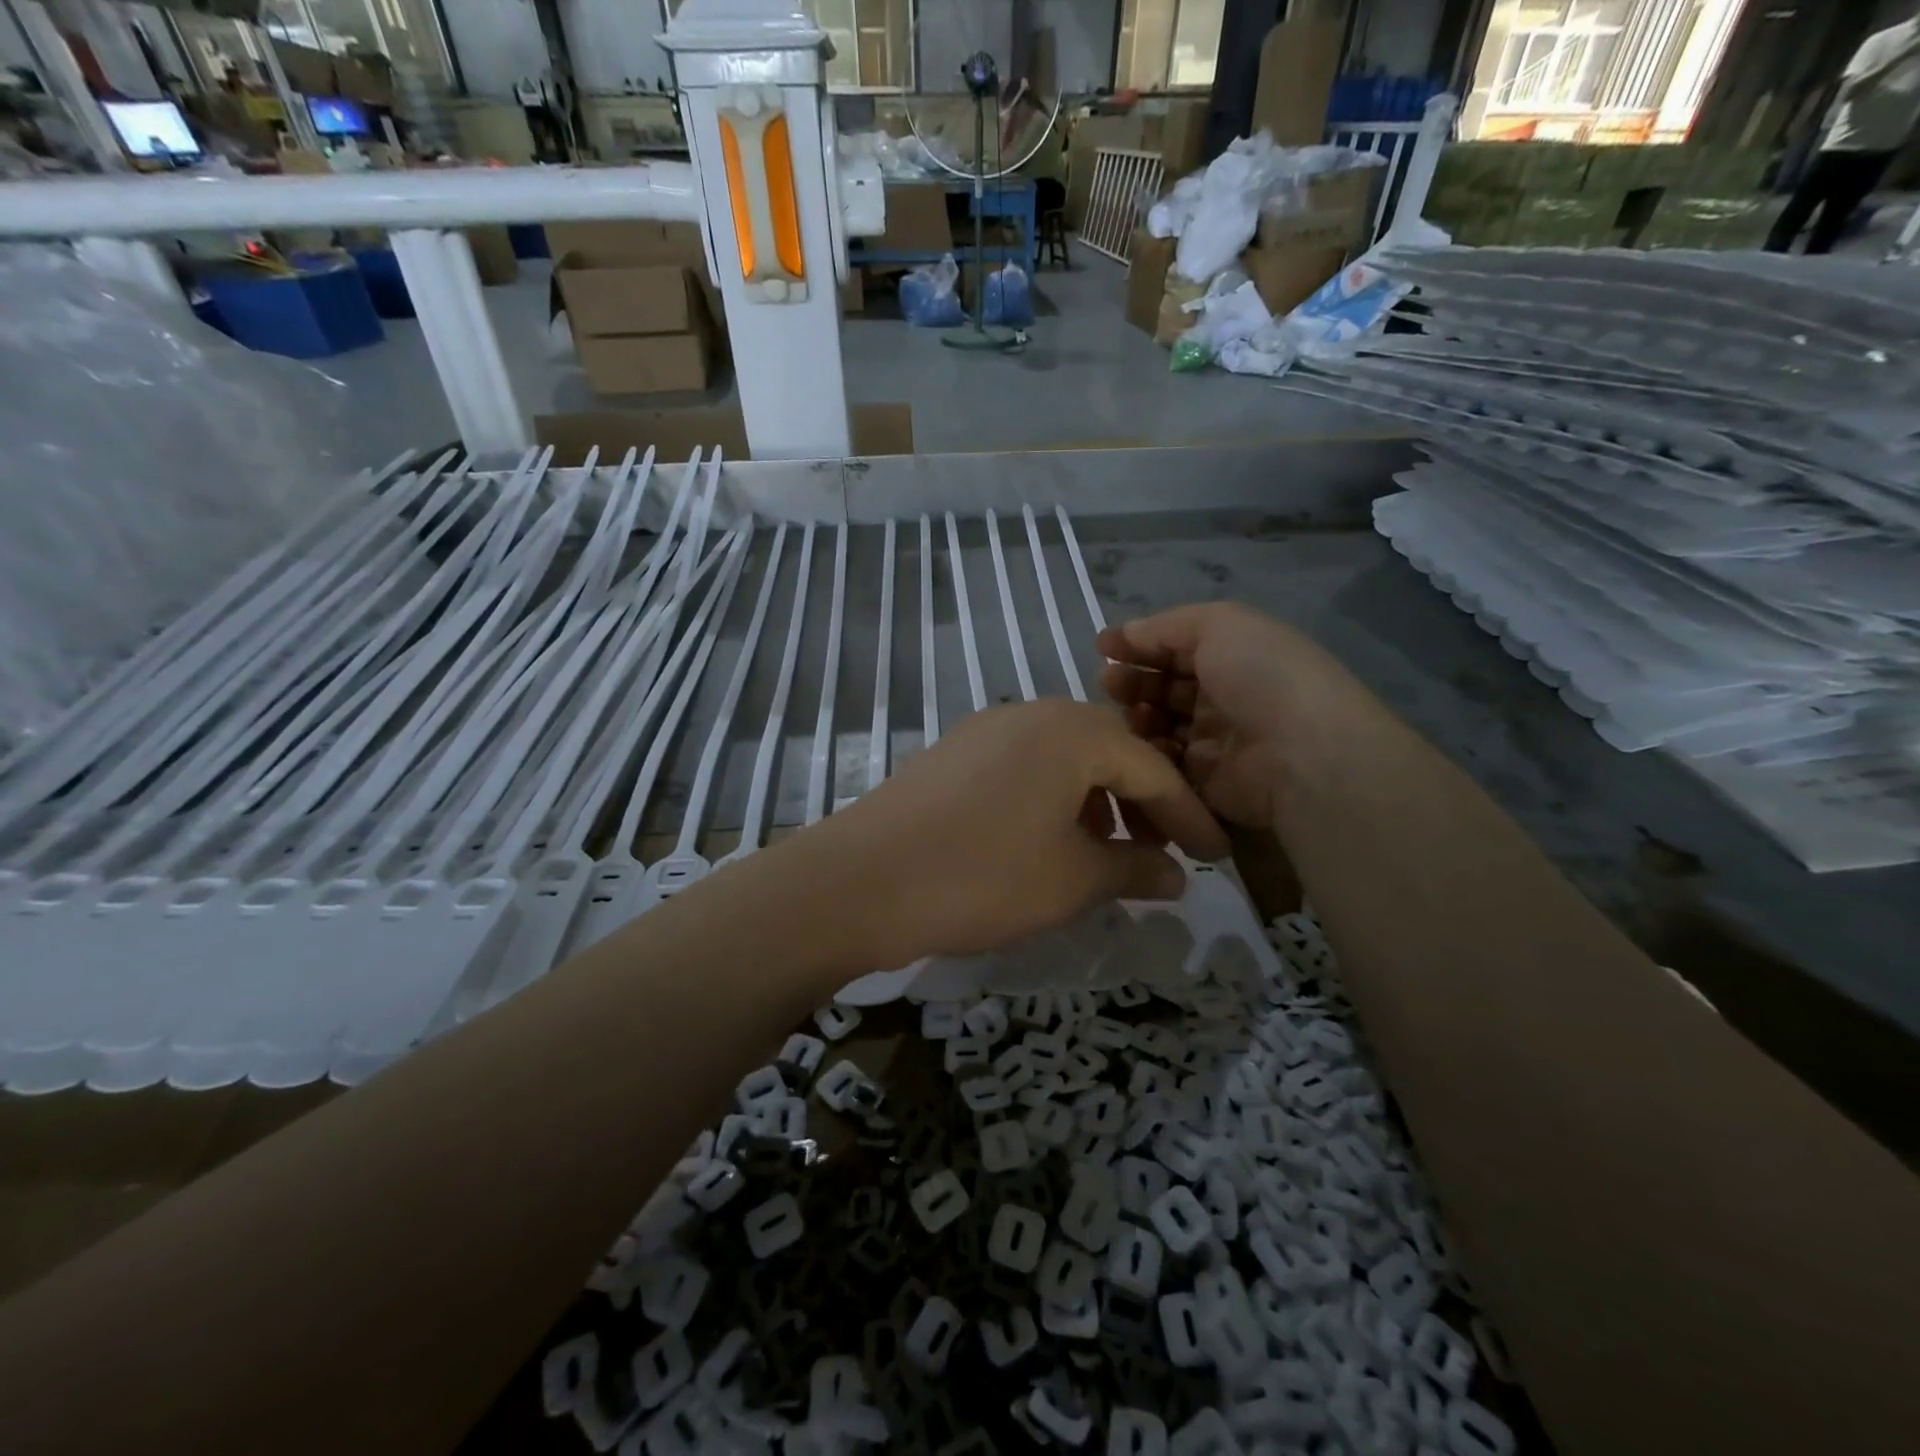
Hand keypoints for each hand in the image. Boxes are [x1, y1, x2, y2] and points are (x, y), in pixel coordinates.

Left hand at [790, 699, 1228, 966]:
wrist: (861, 880)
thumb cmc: (983, 875)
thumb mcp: (1073, 880)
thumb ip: (1133, 870)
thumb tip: (1177, 876)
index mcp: (1071, 731)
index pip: (1151, 767)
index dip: (1188, 816)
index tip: (1215, 858)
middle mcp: (1029, 714)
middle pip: (1106, 753)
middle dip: (1140, 804)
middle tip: (1158, 853)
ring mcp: (984, 730)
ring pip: (1061, 760)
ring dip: (1093, 803)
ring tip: (1104, 855)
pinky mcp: (951, 755)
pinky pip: (1021, 769)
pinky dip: (1050, 801)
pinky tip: (1045, 843)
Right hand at [1098, 602, 1377, 828]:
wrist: (1301, 755)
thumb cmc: (1263, 677)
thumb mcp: (1219, 624)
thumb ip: (1165, 626)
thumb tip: (1124, 635)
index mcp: (1234, 657)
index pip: (1176, 648)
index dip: (1141, 645)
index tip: (1103, 647)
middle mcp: (1224, 697)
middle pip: (1163, 687)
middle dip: (1132, 681)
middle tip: (1109, 682)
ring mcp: (1213, 741)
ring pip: (1157, 726)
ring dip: (1136, 714)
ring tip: (1129, 712)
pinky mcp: (1202, 782)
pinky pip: (1163, 763)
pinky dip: (1148, 751)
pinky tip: (1143, 741)